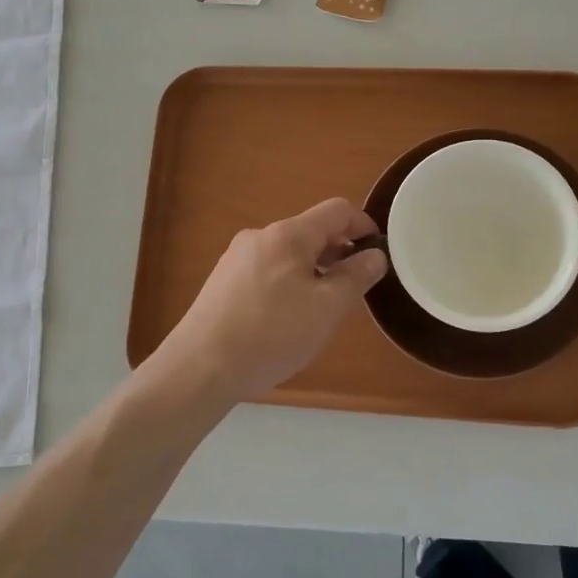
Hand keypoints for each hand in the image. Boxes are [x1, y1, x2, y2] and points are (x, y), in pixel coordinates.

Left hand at [152, 198, 389, 405]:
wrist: (200, 367)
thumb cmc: (271, 334)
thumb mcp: (326, 309)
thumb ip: (355, 277)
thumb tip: (375, 256)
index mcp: (288, 235)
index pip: (337, 210)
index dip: (364, 226)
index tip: (378, 253)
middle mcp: (260, 236)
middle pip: (311, 230)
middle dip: (339, 252)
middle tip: (354, 287)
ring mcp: (237, 258)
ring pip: (289, 252)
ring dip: (314, 269)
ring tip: (322, 307)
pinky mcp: (223, 281)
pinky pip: (268, 270)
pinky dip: (289, 282)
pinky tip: (286, 318)